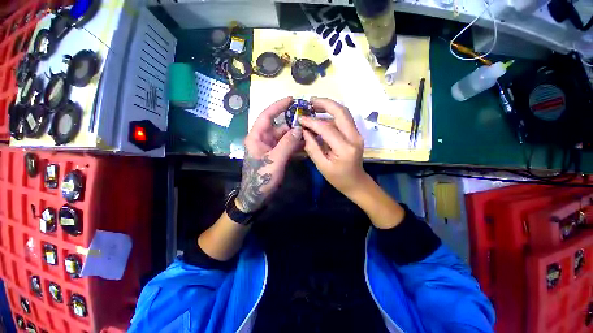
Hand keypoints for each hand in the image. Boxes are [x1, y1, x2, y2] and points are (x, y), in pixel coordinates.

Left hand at [236, 97, 302, 212]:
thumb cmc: (261, 178)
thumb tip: (299, 129)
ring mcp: (270, 148)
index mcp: (257, 137)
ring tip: (311, 133)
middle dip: (293, 125)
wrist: (257, 197)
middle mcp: (263, 139)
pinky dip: (295, 146)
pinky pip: (287, 147)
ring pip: (285, 137)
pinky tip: (306, 145)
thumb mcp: (275, 160)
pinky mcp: (276, 155)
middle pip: (279, 127)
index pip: (267, 116)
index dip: (278, 106)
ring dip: (296, 136)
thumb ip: (287, 144)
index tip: (291, 99)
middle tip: (309, 122)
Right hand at [299, 98, 368, 197]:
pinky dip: (332, 114)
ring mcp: (357, 134)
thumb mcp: (322, 166)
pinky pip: (344, 119)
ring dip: (329, 107)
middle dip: (325, 103)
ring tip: (314, 106)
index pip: (327, 128)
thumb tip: (304, 131)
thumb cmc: (338, 178)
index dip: (312, 122)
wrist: (356, 182)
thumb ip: (312, 148)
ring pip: (344, 113)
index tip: (300, 118)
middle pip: (341, 112)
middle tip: (310, 102)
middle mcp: (354, 137)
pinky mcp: (355, 134)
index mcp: (345, 148)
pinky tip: (322, 116)